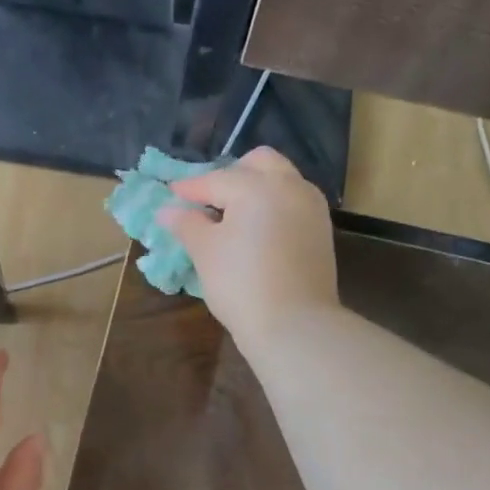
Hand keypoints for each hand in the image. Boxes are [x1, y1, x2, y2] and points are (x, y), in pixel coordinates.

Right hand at [157, 147, 339, 347]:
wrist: (294, 325)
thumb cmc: (241, 285)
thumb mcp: (205, 253)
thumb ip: (186, 224)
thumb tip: (167, 210)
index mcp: (256, 186)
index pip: (216, 180)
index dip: (189, 188)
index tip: (170, 194)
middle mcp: (289, 186)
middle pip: (259, 163)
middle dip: (231, 174)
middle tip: (209, 199)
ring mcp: (311, 208)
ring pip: (282, 180)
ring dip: (256, 188)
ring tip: (233, 215)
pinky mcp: (322, 232)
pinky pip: (294, 204)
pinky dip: (274, 206)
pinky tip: (257, 230)